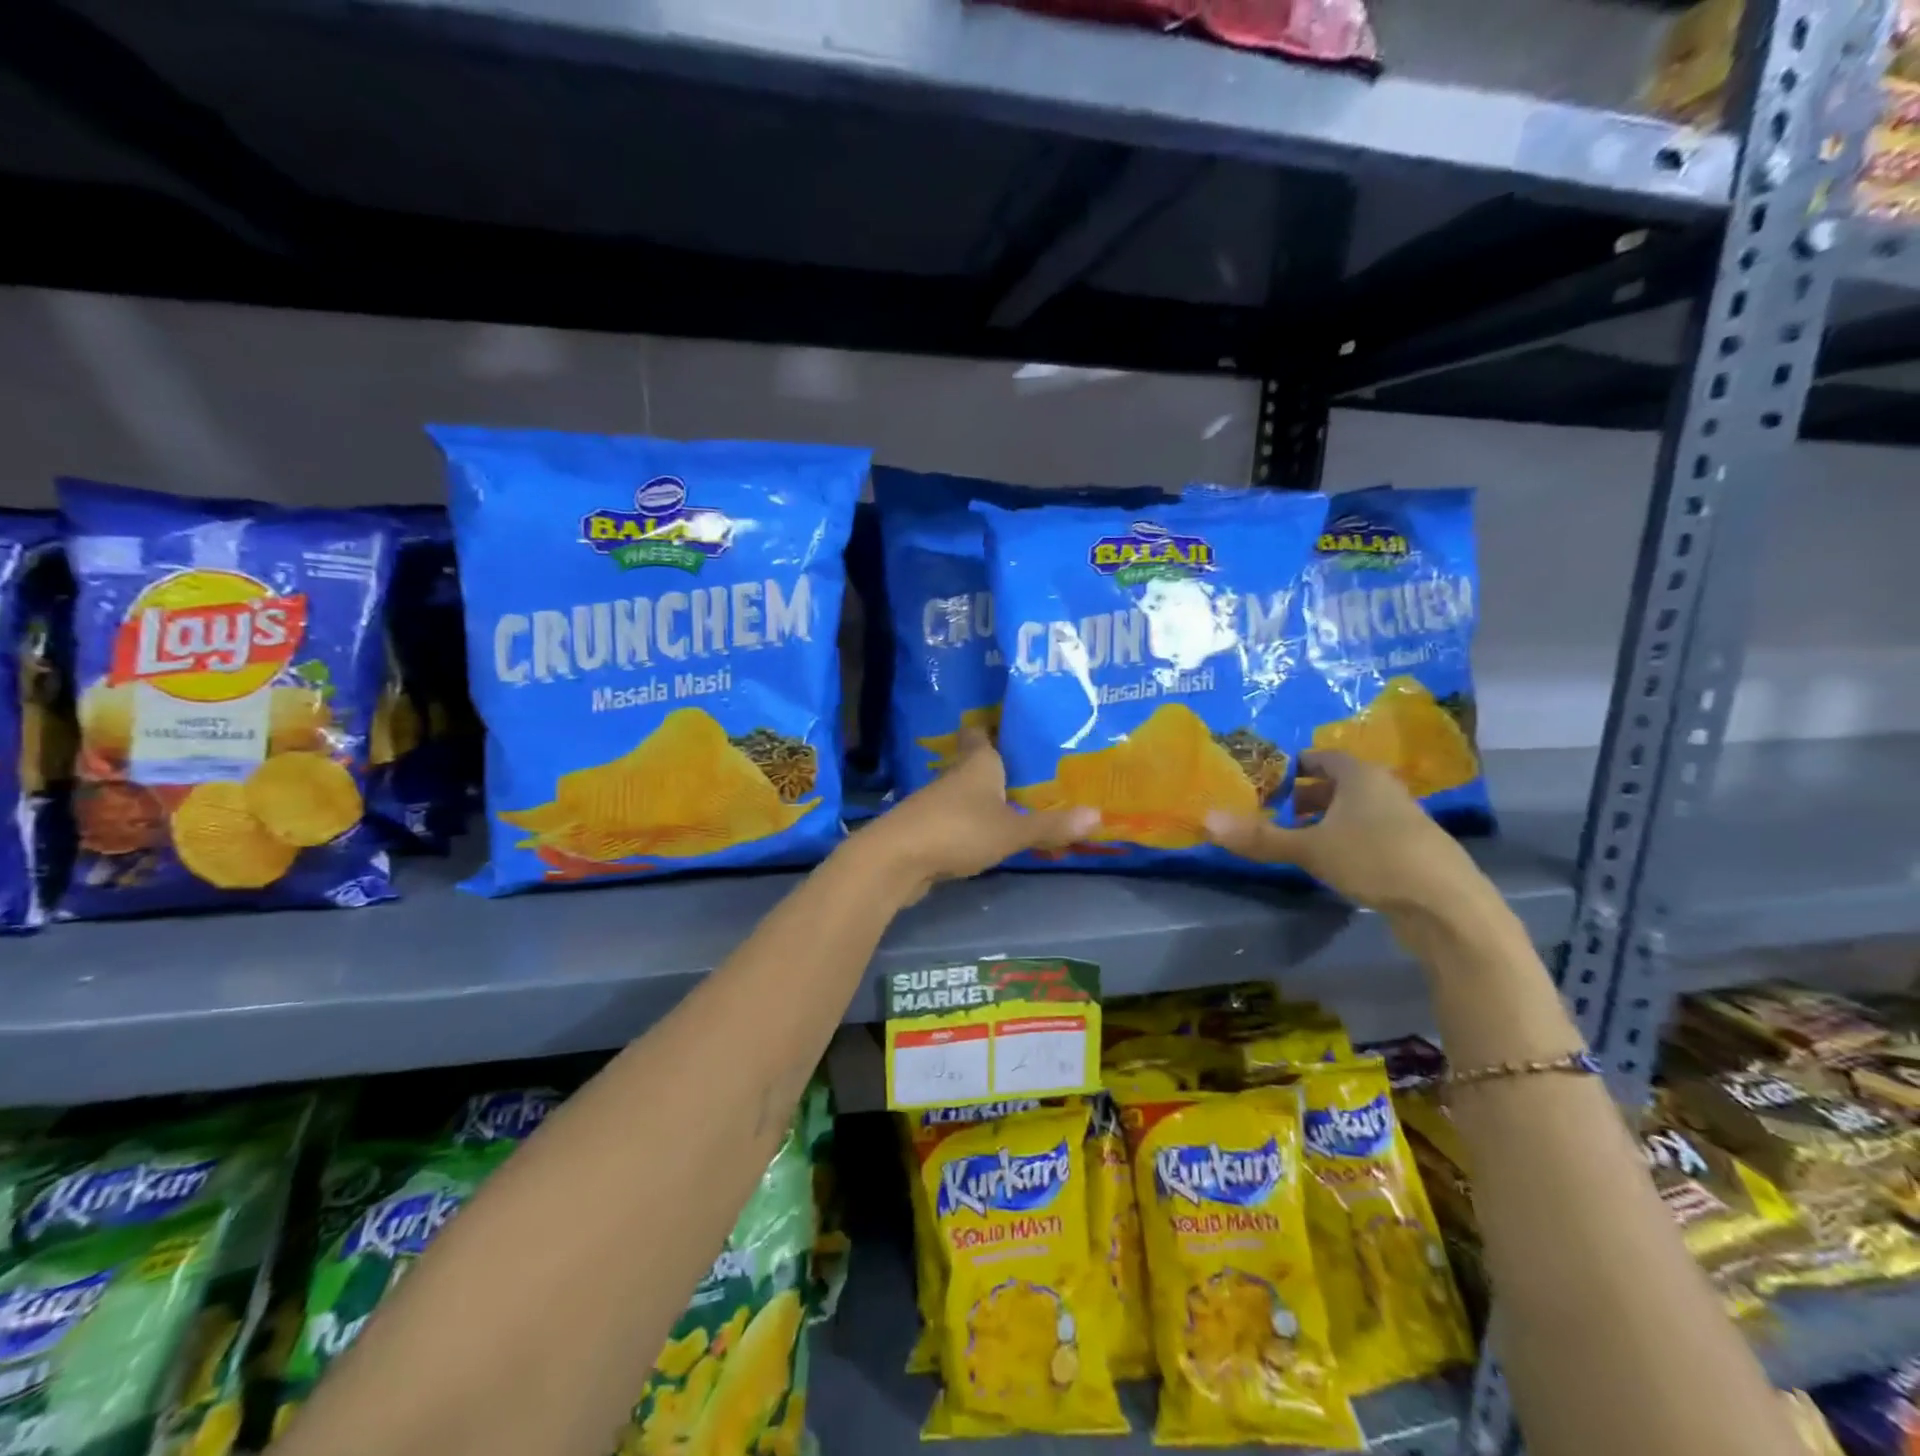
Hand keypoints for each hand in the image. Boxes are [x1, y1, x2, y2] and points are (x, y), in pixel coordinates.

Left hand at [857, 729, 1097, 900]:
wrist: (896, 860)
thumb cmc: (958, 831)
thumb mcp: (1012, 831)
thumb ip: (1051, 825)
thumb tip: (1099, 815)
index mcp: (977, 764)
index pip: (982, 733)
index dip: (996, 728)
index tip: (1015, 727)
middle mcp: (955, 776)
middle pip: (976, 763)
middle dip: (999, 766)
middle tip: (1032, 770)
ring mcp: (937, 804)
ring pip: (966, 793)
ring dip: (985, 798)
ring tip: (1017, 802)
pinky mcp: (926, 830)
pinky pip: (956, 820)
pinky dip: (971, 823)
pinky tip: (988, 834)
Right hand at [1204, 751, 1490, 918]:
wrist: (1448, 907)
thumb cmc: (1375, 859)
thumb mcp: (1310, 848)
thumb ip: (1260, 837)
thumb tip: (1206, 820)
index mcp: (1360, 775)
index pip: (1321, 757)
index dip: (1292, 765)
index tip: (1266, 779)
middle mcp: (1384, 789)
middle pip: (1338, 783)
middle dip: (1304, 795)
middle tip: (1272, 810)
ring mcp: (1403, 820)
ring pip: (1354, 810)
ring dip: (1325, 820)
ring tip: (1295, 838)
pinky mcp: (1411, 851)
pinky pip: (1368, 833)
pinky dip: (1346, 839)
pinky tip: (1332, 863)